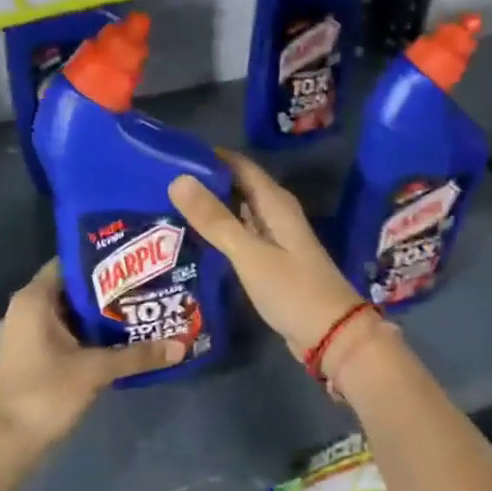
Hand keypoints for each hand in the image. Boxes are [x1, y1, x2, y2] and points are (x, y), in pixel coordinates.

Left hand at [0, 259, 181, 449]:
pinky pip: (63, 333)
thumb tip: (181, 346)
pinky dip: (88, 334)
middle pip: (72, 289)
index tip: (136, 263)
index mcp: (34, 299)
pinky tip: (119, 341)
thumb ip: (138, 355)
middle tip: (146, 287)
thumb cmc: (45, 393)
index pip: (69, 263)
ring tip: (140, 310)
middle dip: (108, 290)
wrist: (6, 444)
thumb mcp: (96, 370)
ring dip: (100, 315)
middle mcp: (25, 309)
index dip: (102, 261)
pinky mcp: (30, 356)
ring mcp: (25, 334)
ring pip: (69, 314)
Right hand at [169, 151, 364, 357]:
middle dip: (204, 183)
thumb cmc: (292, 291)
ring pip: (238, 213)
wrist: (331, 335)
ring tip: (168, 207)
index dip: (208, 157)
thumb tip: (178, 179)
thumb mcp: (250, 254)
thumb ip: (215, 219)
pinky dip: (220, 234)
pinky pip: (241, 237)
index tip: (171, 155)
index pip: (239, 165)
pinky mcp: (271, 263)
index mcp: (276, 203)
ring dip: (210, 209)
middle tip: (160, 183)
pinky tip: (194, 240)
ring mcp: (275, 240)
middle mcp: (276, 215)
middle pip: (237, 187)